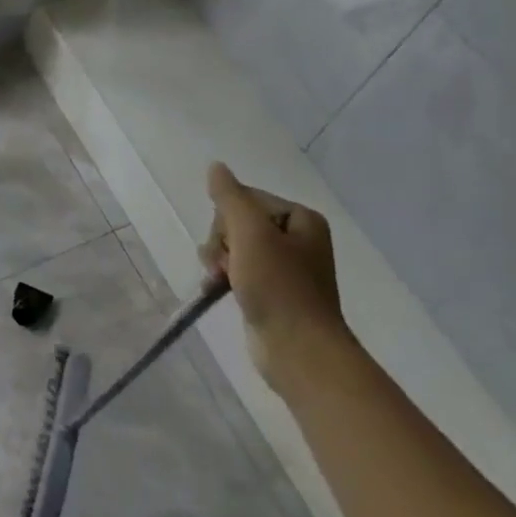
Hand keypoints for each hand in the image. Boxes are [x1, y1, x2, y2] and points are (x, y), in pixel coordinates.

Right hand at [200, 162, 346, 374]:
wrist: (298, 349)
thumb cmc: (278, 286)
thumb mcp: (250, 233)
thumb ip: (230, 198)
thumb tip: (215, 167)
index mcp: (301, 219)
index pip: (247, 198)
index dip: (228, 218)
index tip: (230, 242)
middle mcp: (297, 239)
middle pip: (239, 222)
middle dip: (222, 241)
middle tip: (225, 264)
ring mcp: (284, 268)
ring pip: (234, 248)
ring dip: (218, 260)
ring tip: (218, 279)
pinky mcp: (272, 292)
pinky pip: (238, 271)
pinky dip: (223, 278)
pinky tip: (214, 290)